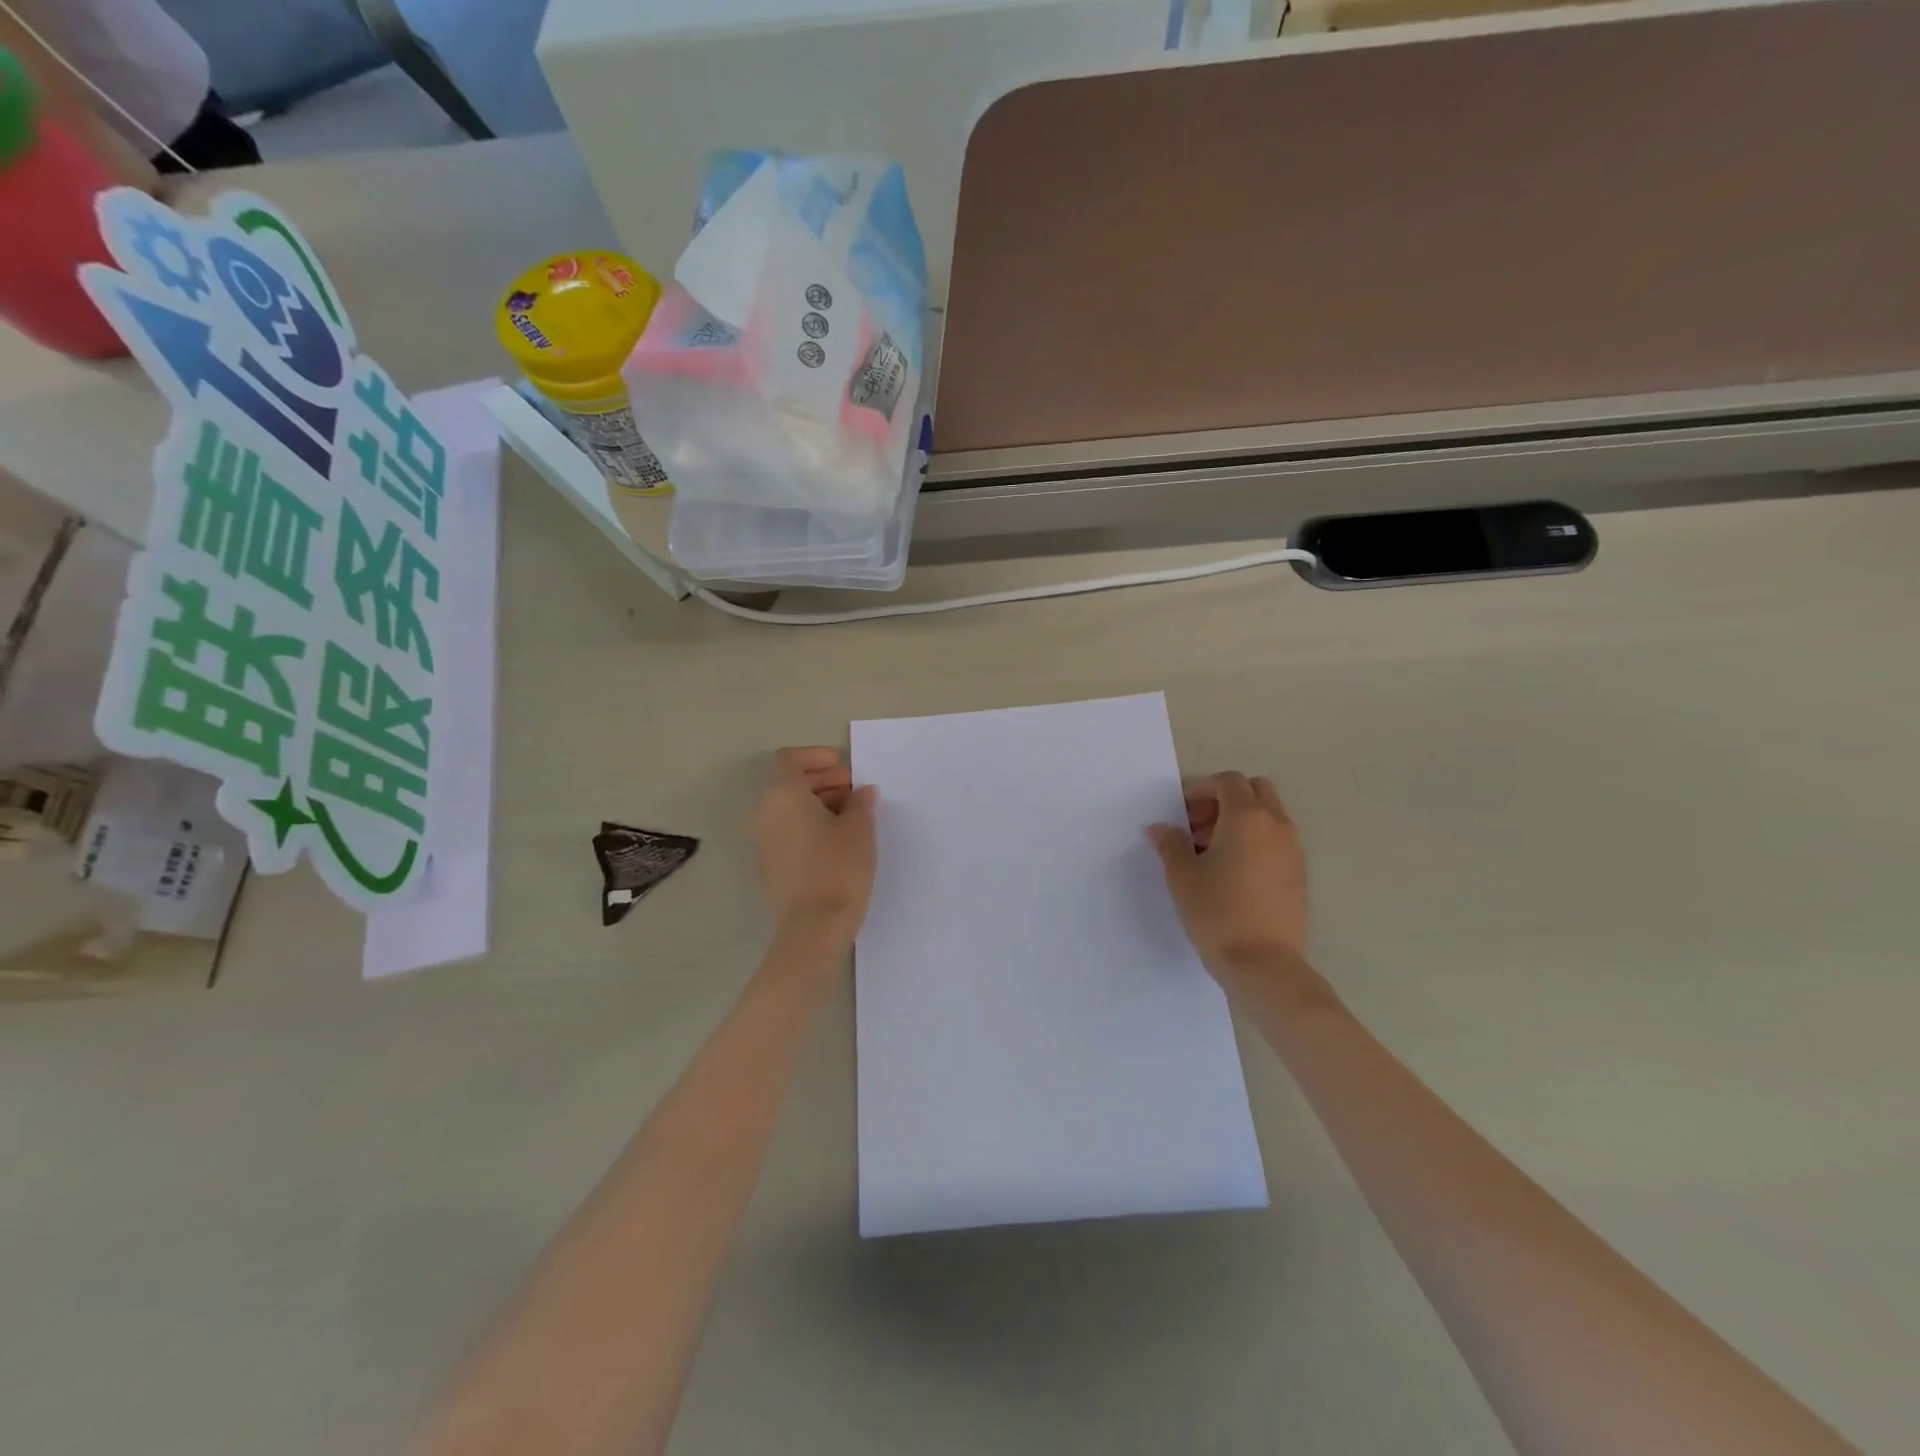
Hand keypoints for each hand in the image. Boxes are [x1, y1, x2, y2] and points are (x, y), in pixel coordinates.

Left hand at [753, 747, 877, 944]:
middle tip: (854, 791)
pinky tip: (836, 840)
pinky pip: (785, 830)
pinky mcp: (767, 864)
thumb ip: (860, 802)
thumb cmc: (839, 868)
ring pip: (786, 808)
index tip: (844, 767)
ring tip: (851, 816)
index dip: (816, 757)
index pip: (789, 759)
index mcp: (782, 794)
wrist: (813, 928)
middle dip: (821, 780)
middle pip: (787, 782)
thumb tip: (860, 792)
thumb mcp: (860, 829)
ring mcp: (762, 840)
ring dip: (816, 803)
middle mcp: (764, 812)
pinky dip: (807, 824)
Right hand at [1149, 773, 1309, 984]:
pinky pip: (1276, 840)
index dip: (1200, 789)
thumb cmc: (1217, 913)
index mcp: (1247, 818)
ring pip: (1268, 815)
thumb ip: (1170, 844)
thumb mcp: (1182, 876)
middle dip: (1223, 800)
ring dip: (1239, 821)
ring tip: (1210, 853)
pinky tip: (1232, 873)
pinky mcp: (1299, 874)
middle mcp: (1276, 826)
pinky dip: (1254, 841)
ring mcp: (1293, 850)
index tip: (1180, 812)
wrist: (1264, 965)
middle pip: (1254, 790)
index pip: (1227, 781)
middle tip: (1197, 827)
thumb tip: (1160, 828)